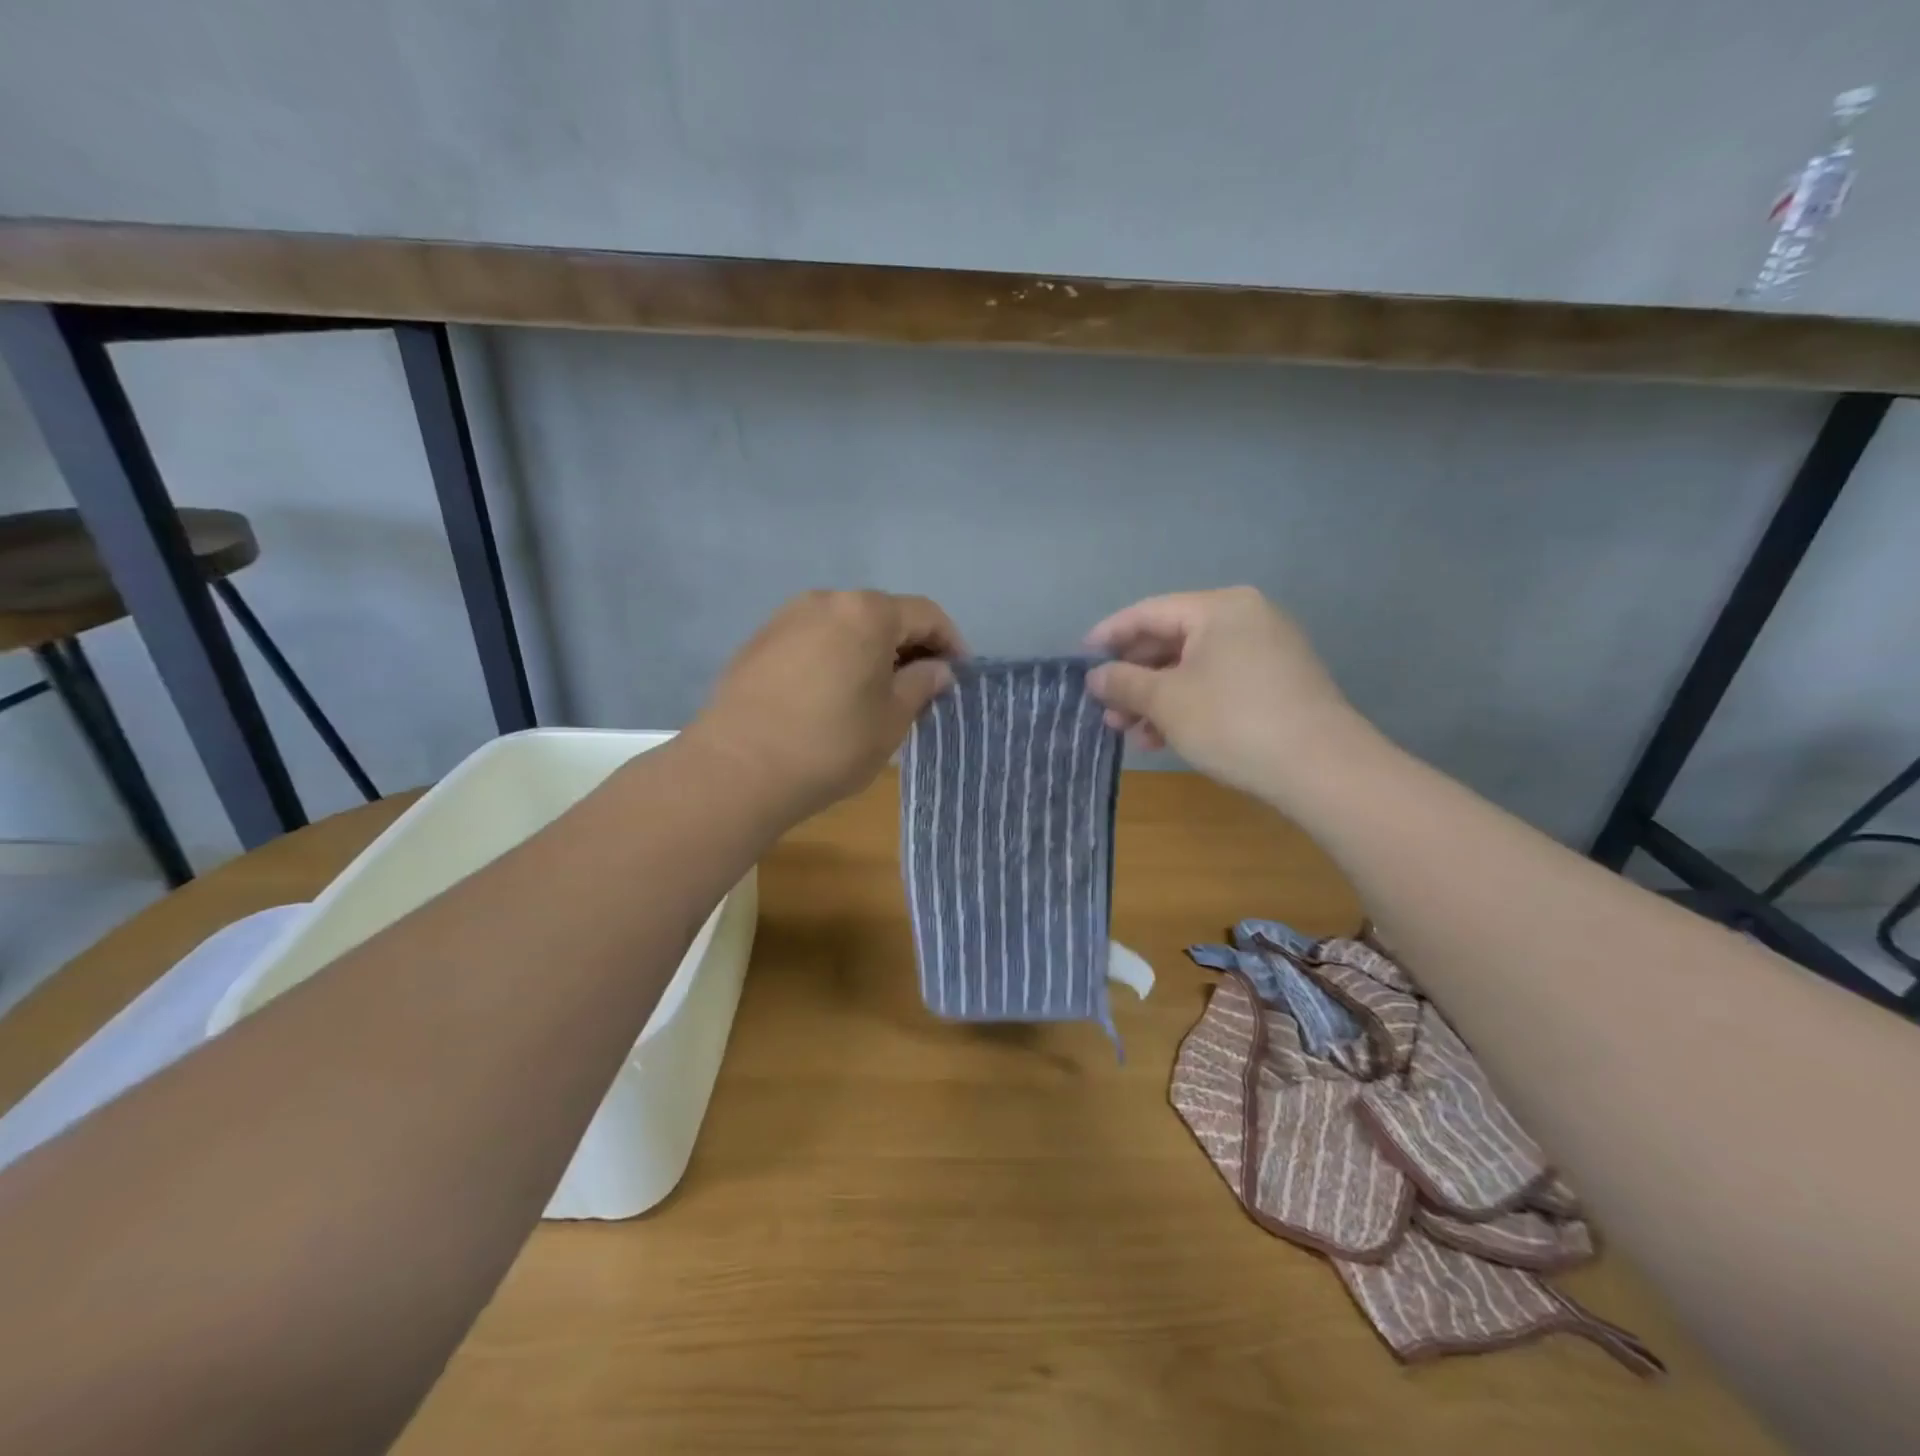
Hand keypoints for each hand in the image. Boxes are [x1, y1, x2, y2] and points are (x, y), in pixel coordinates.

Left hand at [692, 590, 964, 824]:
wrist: (737, 768)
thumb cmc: (830, 744)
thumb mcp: (892, 720)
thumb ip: (922, 685)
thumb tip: (937, 670)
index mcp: (867, 612)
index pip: (925, 614)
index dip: (950, 642)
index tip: (958, 674)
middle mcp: (826, 601)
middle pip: (882, 614)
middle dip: (909, 646)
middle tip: (921, 687)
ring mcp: (786, 618)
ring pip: (845, 626)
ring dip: (869, 651)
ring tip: (876, 692)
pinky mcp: (758, 642)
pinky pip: (812, 640)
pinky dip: (834, 657)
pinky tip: (831, 695)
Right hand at [1085, 587, 1359, 800]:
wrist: (1322, 768)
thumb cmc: (1233, 721)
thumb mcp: (1167, 702)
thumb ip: (1124, 683)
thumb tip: (1096, 676)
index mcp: (1220, 607)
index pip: (1149, 612)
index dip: (1109, 635)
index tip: (1081, 658)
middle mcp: (1247, 618)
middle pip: (1172, 640)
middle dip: (1134, 677)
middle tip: (1106, 709)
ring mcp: (1267, 650)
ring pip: (1194, 667)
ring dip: (1157, 698)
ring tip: (1130, 732)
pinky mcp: (1278, 682)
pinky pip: (1218, 682)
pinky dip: (1188, 704)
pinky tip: (1165, 737)